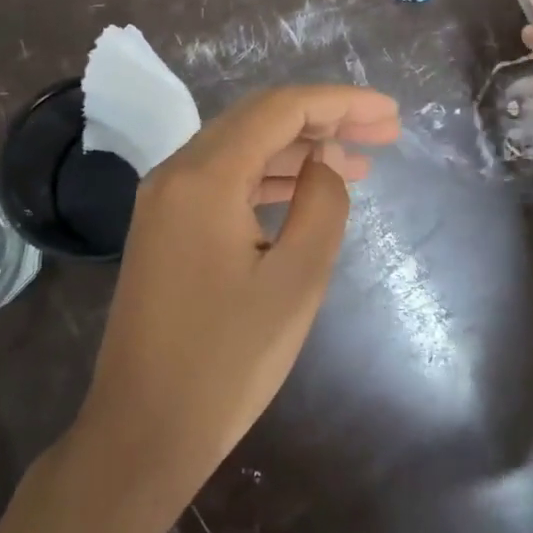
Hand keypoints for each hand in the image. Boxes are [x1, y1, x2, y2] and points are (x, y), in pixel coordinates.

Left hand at [75, 85, 400, 505]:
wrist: (144, 429)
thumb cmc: (227, 360)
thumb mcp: (296, 280)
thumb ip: (321, 205)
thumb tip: (323, 167)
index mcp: (205, 177)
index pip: (281, 110)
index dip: (341, 103)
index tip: (389, 113)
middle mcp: (176, 173)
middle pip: (259, 120)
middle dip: (325, 119)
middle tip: (384, 132)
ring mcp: (165, 201)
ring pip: (243, 150)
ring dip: (300, 149)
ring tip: (360, 163)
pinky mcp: (165, 229)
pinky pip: (225, 182)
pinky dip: (271, 179)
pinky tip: (307, 191)